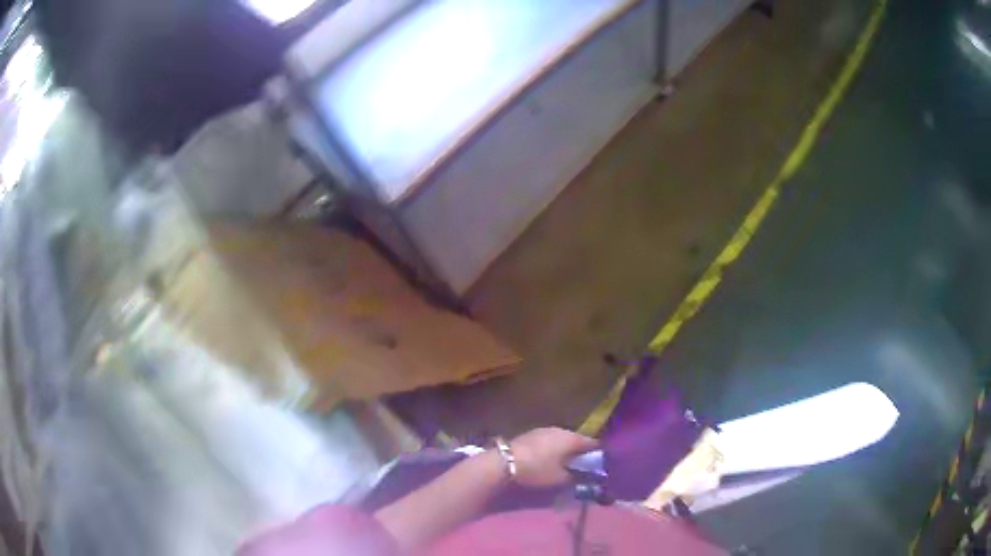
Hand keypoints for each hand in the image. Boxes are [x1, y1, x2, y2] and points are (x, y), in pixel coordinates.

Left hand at [508, 427, 597, 487]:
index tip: (602, 466)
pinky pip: (549, 443)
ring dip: (566, 452)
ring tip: (566, 467)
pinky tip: (549, 462)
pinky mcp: (530, 435)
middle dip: (581, 454)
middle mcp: (560, 430)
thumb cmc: (537, 471)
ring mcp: (544, 430)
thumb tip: (589, 478)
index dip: (599, 455)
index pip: (594, 444)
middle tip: (584, 469)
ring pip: (562, 441)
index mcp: (572, 438)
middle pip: (577, 441)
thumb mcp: (561, 480)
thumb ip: (578, 478)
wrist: (502, 463)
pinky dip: (553, 451)